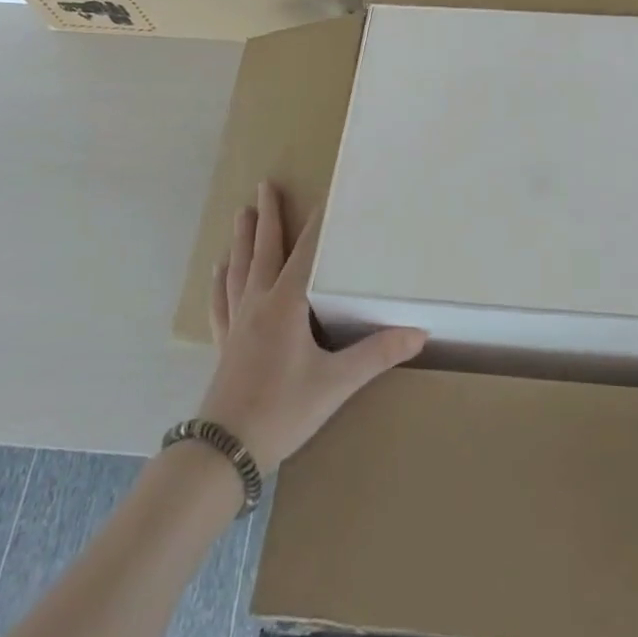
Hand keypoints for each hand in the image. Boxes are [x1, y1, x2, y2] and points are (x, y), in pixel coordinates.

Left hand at [197, 182, 426, 473]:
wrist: (224, 452)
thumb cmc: (283, 411)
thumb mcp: (336, 383)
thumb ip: (377, 354)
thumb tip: (419, 333)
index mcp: (287, 304)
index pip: (305, 253)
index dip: (315, 225)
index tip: (321, 196)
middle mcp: (259, 304)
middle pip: (265, 250)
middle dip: (268, 216)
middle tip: (265, 185)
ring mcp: (237, 323)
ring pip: (241, 270)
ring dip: (243, 239)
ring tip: (243, 213)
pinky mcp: (224, 344)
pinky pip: (221, 303)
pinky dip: (221, 283)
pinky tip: (218, 269)